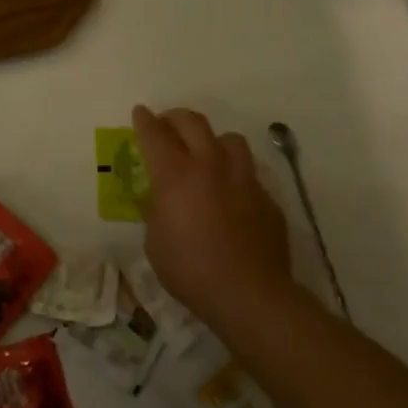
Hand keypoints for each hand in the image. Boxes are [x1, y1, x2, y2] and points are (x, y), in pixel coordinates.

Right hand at [133, 105, 291, 336]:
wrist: (249, 294)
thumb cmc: (190, 269)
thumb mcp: (154, 240)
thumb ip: (155, 210)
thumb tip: (159, 199)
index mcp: (175, 175)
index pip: (155, 134)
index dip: (144, 120)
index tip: (140, 112)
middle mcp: (210, 166)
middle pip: (193, 122)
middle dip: (175, 117)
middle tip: (166, 125)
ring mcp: (243, 179)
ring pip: (229, 139)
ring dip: (212, 140)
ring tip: (205, 154)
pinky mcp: (267, 198)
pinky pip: (249, 173)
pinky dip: (234, 174)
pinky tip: (230, 193)